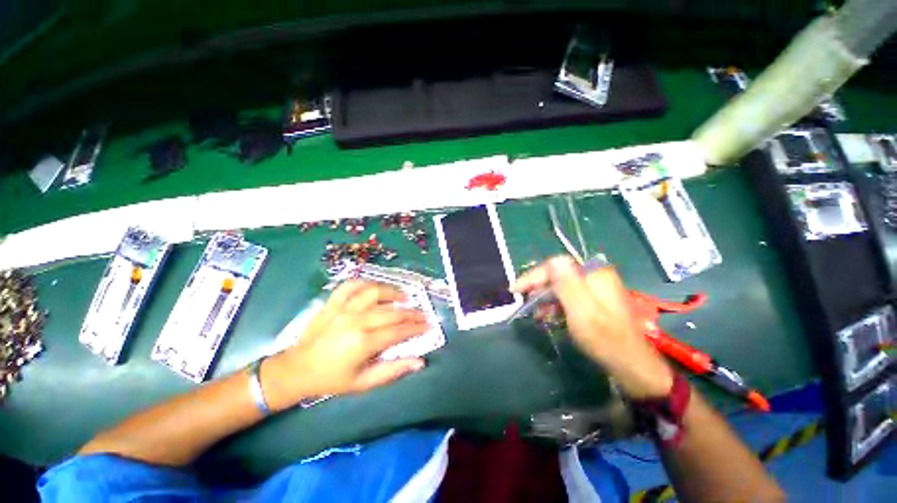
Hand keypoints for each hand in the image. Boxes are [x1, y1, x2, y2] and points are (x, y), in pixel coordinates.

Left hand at [261, 280, 428, 410]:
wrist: (296, 369)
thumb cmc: (331, 379)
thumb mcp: (363, 383)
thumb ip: (393, 371)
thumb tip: (420, 362)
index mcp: (363, 343)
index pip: (398, 331)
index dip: (416, 327)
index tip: (429, 324)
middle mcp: (355, 321)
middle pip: (391, 312)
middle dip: (411, 312)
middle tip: (423, 313)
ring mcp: (342, 308)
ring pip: (374, 292)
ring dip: (392, 292)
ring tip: (404, 296)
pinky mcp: (332, 302)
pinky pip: (351, 285)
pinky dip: (365, 283)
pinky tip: (375, 287)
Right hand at [512, 255, 673, 398]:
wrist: (631, 364)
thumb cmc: (605, 339)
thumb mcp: (582, 312)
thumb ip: (568, 285)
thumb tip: (554, 260)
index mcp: (594, 274)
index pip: (556, 265)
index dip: (534, 276)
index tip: (516, 289)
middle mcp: (595, 275)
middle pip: (558, 274)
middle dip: (539, 287)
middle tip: (524, 301)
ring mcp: (595, 287)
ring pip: (561, 285)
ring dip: (545, 297)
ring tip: (536, 313)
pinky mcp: (594, 299)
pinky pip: (568, 295)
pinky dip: (556, 304)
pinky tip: (549, 315)